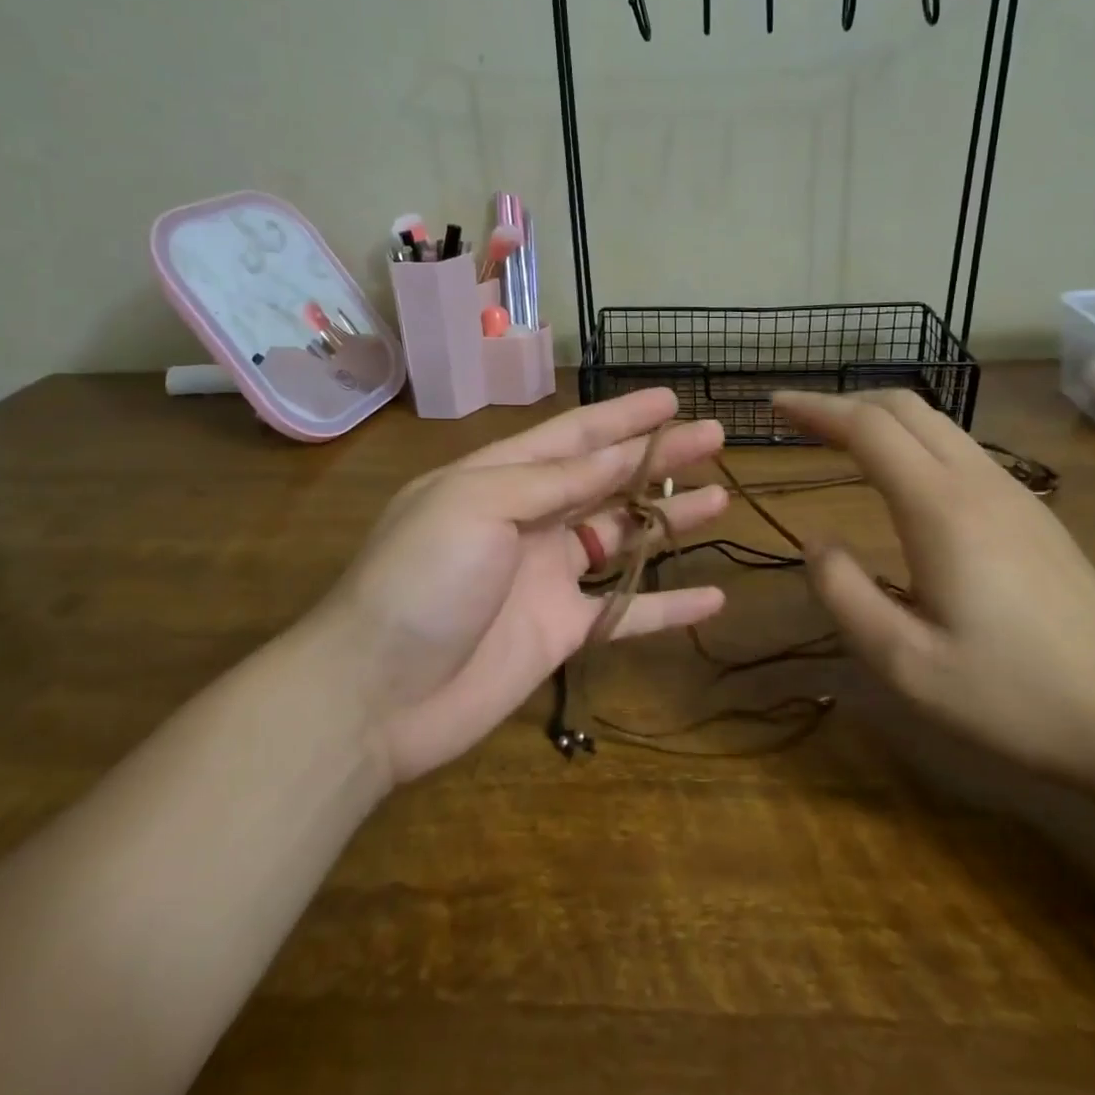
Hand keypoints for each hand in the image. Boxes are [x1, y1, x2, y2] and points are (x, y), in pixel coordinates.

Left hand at [325, 389, 727, 782]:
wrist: (374, 695)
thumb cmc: (421, 579)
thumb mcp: (479, 505)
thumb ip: (551, 481)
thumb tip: (613, 455)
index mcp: (501, 478)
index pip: (574, 436)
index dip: (623, 416)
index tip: (671, 399)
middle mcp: (527, 519)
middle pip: (606, 480)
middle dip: (658, 459)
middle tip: (715, 438)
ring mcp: (545, 578)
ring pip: (620, 538)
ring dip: (668, 521)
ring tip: (720, 499)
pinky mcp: (559, 632)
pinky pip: (623, 612)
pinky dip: (666, 607)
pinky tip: (713, 599)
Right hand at [773, 389, 1094, 787]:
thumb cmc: (1015, 696)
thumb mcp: (906, 663)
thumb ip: (844, 594)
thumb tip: (816, 542)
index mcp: (941, 509)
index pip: (868, 428)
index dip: (816, 409)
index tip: (775, 406)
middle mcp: (977, 482)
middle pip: (904, 407)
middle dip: (843, 401)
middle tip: (797, 419)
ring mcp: (1012, 493)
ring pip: (936, 422)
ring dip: (879, 416)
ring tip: (837, 438)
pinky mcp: (1030, 512)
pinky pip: (958, 447)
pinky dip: (911, 437)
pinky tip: (898, 474)